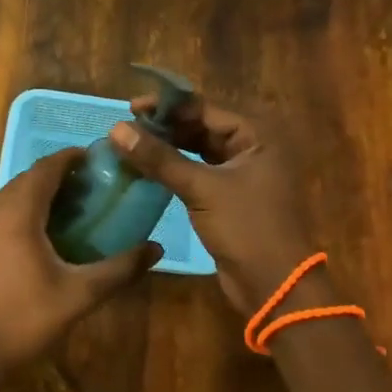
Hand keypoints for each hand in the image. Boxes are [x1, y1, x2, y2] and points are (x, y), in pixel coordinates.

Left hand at [0, 147, 160, 384]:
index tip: (101, 160)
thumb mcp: (79, 295)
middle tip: (96, 188)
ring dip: (43, 192)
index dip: (73, 158)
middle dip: (61, 176)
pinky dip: (26, 207)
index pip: (46, 168)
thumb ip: (120, 268)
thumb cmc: (25, 322)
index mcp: (16, 213)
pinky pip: (2, 208)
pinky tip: (47, 230)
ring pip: (14, 192)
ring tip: (77, 207)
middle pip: (30, 177)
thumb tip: (156, 248)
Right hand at [111, 97, 317, 316]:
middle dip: (166, 127)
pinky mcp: (231, 197)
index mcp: (256, 136)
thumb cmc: (246, 227)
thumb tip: (116, 129)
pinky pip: (199, 173)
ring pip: (199, 151)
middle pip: (202, 128)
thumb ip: (159, 158)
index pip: (205, 109)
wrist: (275, 285)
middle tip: (127, 129)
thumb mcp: (201, 189)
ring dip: (168, 148)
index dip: (167, 107)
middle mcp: (252, 148)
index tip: (131, 108)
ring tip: (132, 146)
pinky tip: (148, 170)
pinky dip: (176, 169)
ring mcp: (243, 173)